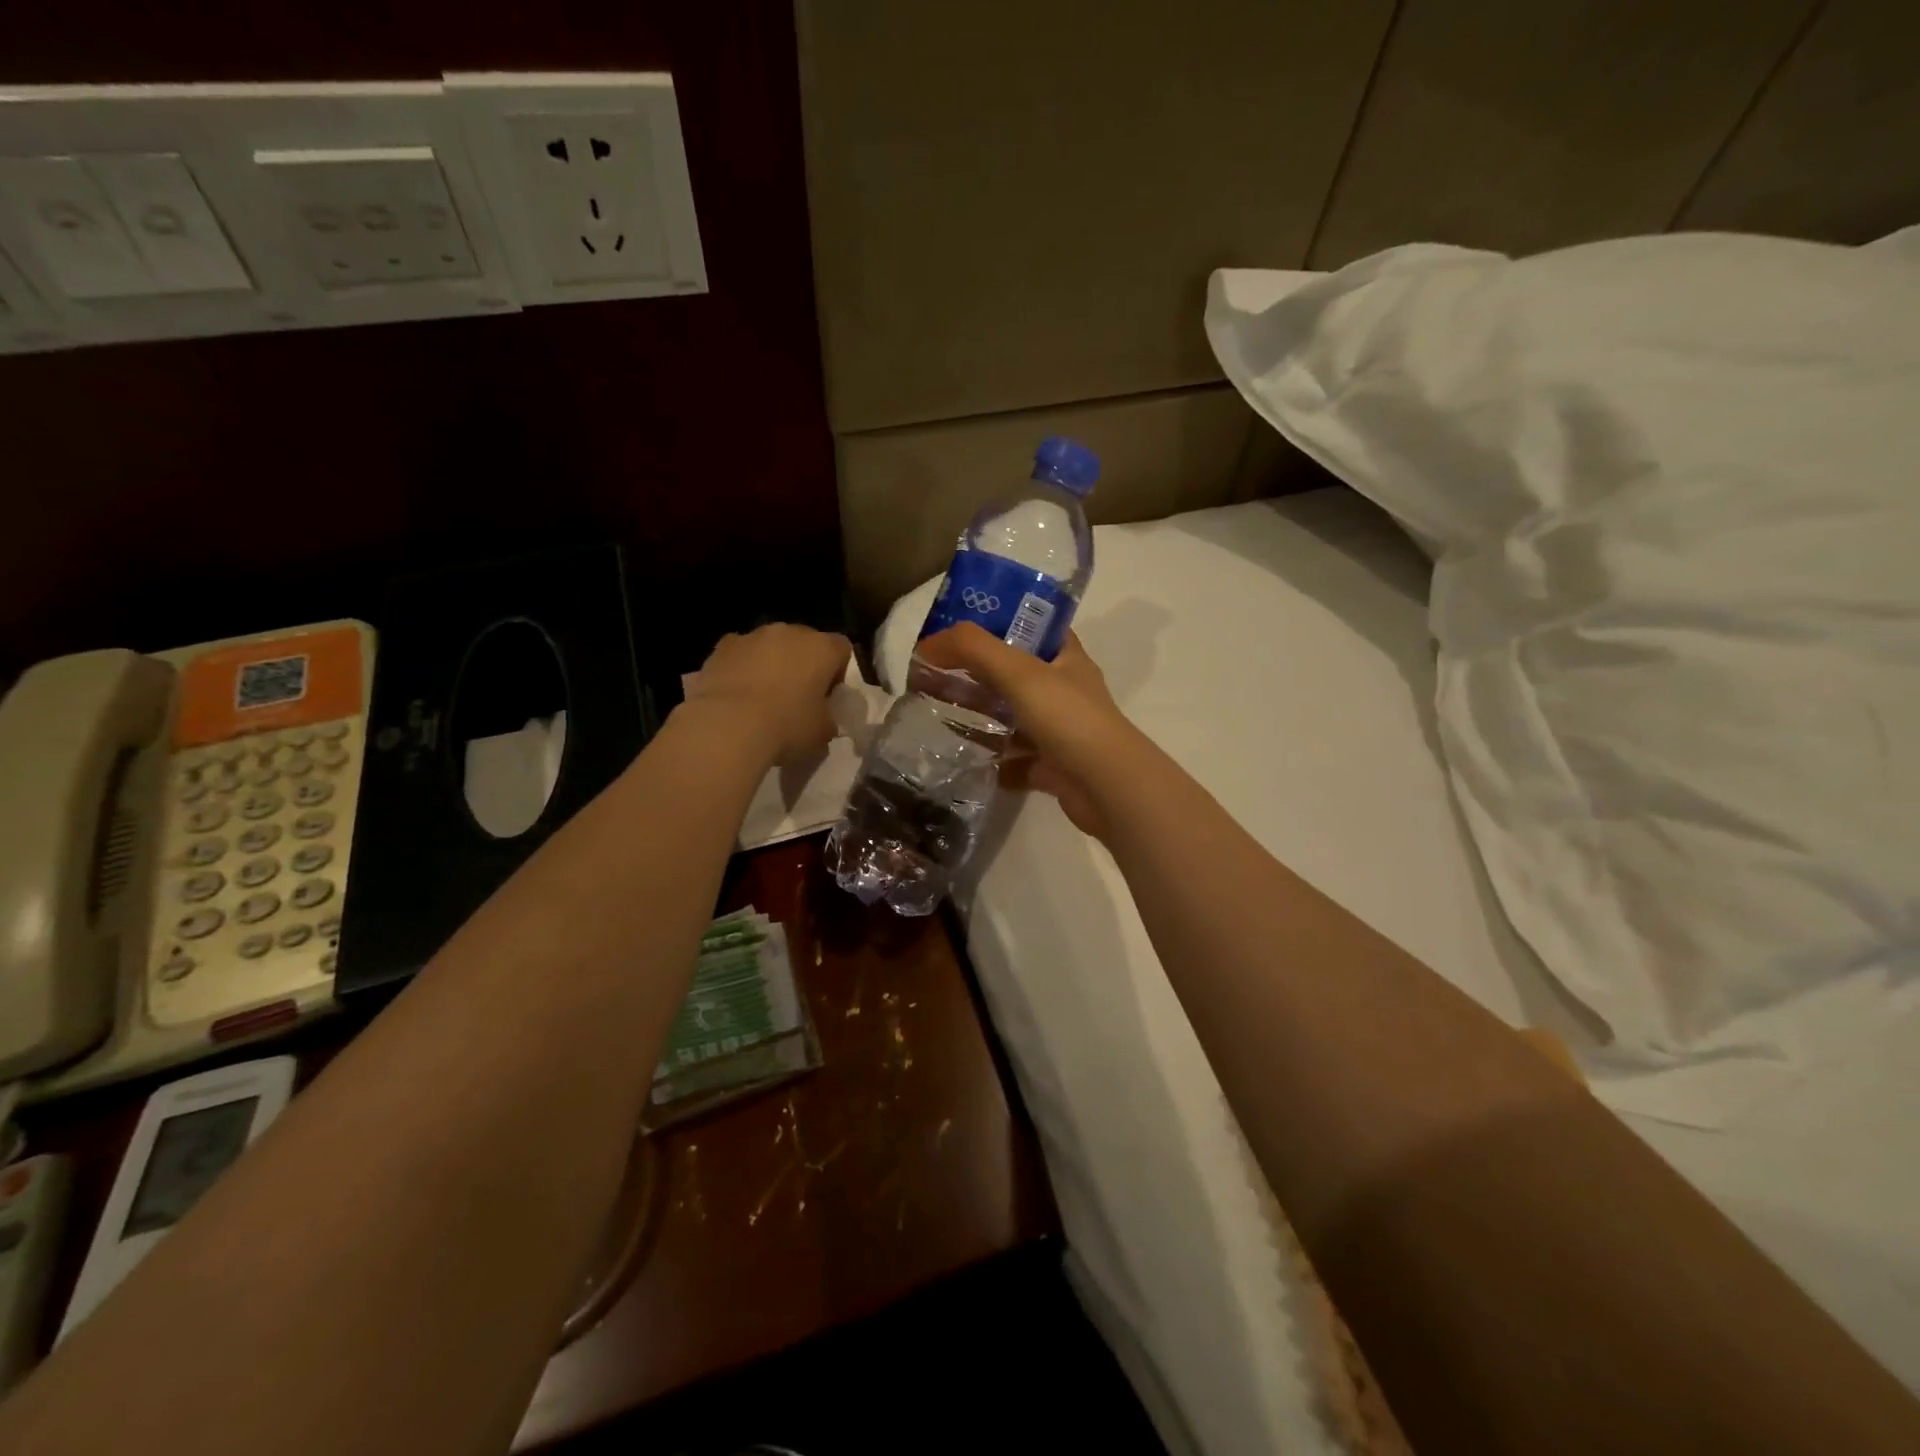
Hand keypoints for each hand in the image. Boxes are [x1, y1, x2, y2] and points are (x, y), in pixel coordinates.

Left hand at [685, 624, 851, 763]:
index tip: (828, 696)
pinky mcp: (722, 646)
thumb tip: (823, 718)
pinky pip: (741, 653)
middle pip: (805, 642)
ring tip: (762, 698)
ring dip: (772, 664)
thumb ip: (828, 718)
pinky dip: (742, 667)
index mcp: (822, 648)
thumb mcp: (822, 732)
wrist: (728, 726)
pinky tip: (737, 694)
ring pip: (770, 646)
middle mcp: (790, 632)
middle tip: (797, 697)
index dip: (838, 672)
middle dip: (803, 665)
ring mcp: (753, 635)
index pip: (842, 649)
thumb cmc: (787, 727)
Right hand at [915, 624, 1141, 838]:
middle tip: (932, 676)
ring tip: (937, 716)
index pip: (1032, 627)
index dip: (997, 622)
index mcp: (1066, 658)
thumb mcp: (1019, 672)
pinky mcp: (1053, 767)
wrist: (1108, 787)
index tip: (957, 630)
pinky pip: (1016, 760)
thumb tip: (926, 644)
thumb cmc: (1068, 718)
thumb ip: (973, 650)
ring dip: (981, 718)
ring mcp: (1060, 730)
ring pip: (1013, 718)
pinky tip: (962, 760)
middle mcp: (1065, 690)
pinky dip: (992, 761)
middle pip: (1014, 674)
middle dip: (976, 675)